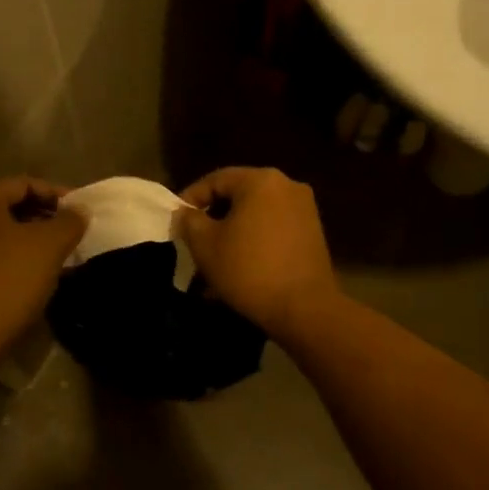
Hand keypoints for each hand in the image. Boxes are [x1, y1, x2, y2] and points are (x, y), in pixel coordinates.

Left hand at [0, 177, 86, 353]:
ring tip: (57, 256)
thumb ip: (69, 221)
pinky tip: (34, 277)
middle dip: (42, 218)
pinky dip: (13, 260)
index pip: (22, 184)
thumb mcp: (50, 244)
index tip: (80, 211)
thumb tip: (79, 211)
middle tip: (70, 233)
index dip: (55, 193)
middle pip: (8, 208)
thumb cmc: (10, 276)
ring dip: (29, 241)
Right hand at [175, 167, 340, 339]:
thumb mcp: (205, 244)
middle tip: (192, 242)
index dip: (190, 198)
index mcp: (261, 181)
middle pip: (238, 197)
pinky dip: (252, 245)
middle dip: (212, 220)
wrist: (304, 309)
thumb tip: (185, 214)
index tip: (175, 221)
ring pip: (255, 217)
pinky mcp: (312, 235)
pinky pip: (272, 231)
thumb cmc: (249, 269)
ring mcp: (304, 211)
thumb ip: (189, 221)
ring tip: (211, 264)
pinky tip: (237, 271)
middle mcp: (287, 187)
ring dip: (231, 236)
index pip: (216, 180)